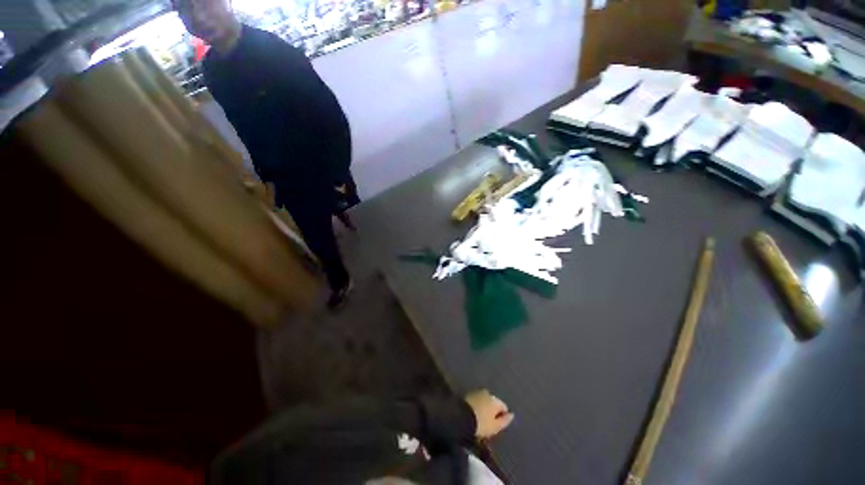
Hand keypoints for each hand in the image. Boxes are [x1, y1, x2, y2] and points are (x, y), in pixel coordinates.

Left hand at [464, 389, 513, 438]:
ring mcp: (477, 392)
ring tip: (480, 418)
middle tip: (488, 423)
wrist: (461, 416)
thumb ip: (505, 420)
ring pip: (485, 401)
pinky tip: (474, 413)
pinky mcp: (469, 394)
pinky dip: (477, 406)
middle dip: (492, 411)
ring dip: (484, 407)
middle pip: (493, 403)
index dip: (502, 417)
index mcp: (495, 400)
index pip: (504, 407)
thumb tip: (512, 414)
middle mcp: (487, 393)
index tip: (497, 426)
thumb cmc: (481, 424)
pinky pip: (477, 400)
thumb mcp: (495, 426)